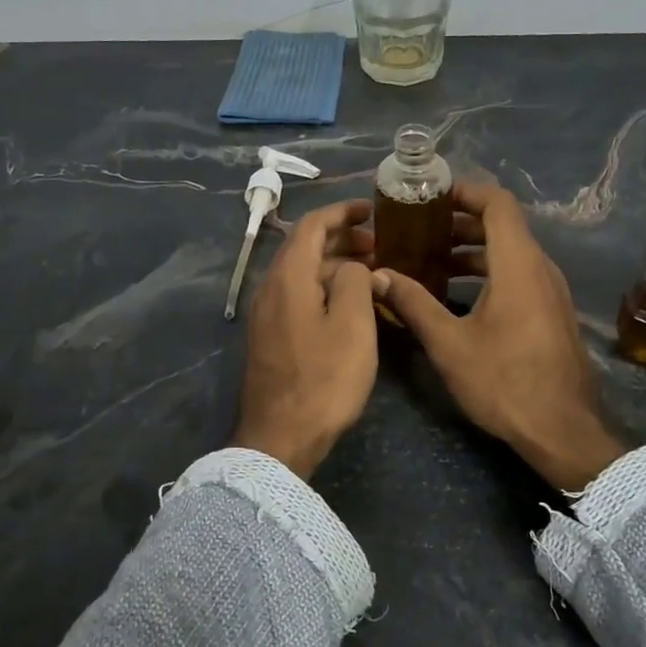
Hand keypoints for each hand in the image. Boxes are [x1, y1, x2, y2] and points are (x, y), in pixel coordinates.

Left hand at [232, 199, 379, 478]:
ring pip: (301, 273)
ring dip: (334, 264)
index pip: (312, 225)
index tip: (372, 210)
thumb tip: (355, 267)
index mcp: (288, 277)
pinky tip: (348, 304)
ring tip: (371, 271)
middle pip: (304, 247)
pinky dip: (324, 286)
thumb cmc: (323, 378)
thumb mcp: (353, 325)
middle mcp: (270, 287)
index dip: (342, 212)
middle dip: (341, 238)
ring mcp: (266, 314)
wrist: (281, 437)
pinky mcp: (270, 336)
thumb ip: (356, 282)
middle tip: (379, 243)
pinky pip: (297, 295)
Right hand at [374, 181, 624, 494]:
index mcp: (518, 264)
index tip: (431, 198)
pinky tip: (458, 295)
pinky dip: (489, 271)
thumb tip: (377, 275)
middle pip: (503, 226)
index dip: (465, 192)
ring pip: (511, 252)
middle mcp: (540, 268)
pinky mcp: (552, 312)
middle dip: (460, 222)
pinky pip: (519, 274)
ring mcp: (551, 291)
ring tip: (432, 261)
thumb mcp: (449, 344)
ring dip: (473, 250)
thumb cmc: (504, 382)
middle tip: (420, 231)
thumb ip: (413, 303)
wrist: (562, 430)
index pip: (498, 203)